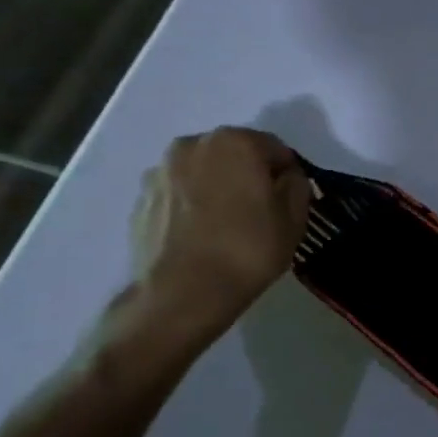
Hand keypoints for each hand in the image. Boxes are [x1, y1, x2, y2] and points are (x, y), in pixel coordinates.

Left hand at [130, 127, 310, 340]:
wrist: (182, 293)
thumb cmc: (248, 249)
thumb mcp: (295, 218)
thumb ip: (297, 185)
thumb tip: (286, 178)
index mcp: (235, 142)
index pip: (275, 149)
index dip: (287, 175)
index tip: (289, 201)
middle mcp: (192, 145)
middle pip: (234, 154)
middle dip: (249, 175)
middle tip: (260, 210)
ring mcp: (160, 172)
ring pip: (203, 172)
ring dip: (218, 188)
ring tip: (228, 225)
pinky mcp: (140, 199)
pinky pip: (179, 194)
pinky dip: (193, 205)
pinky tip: (202, 235)